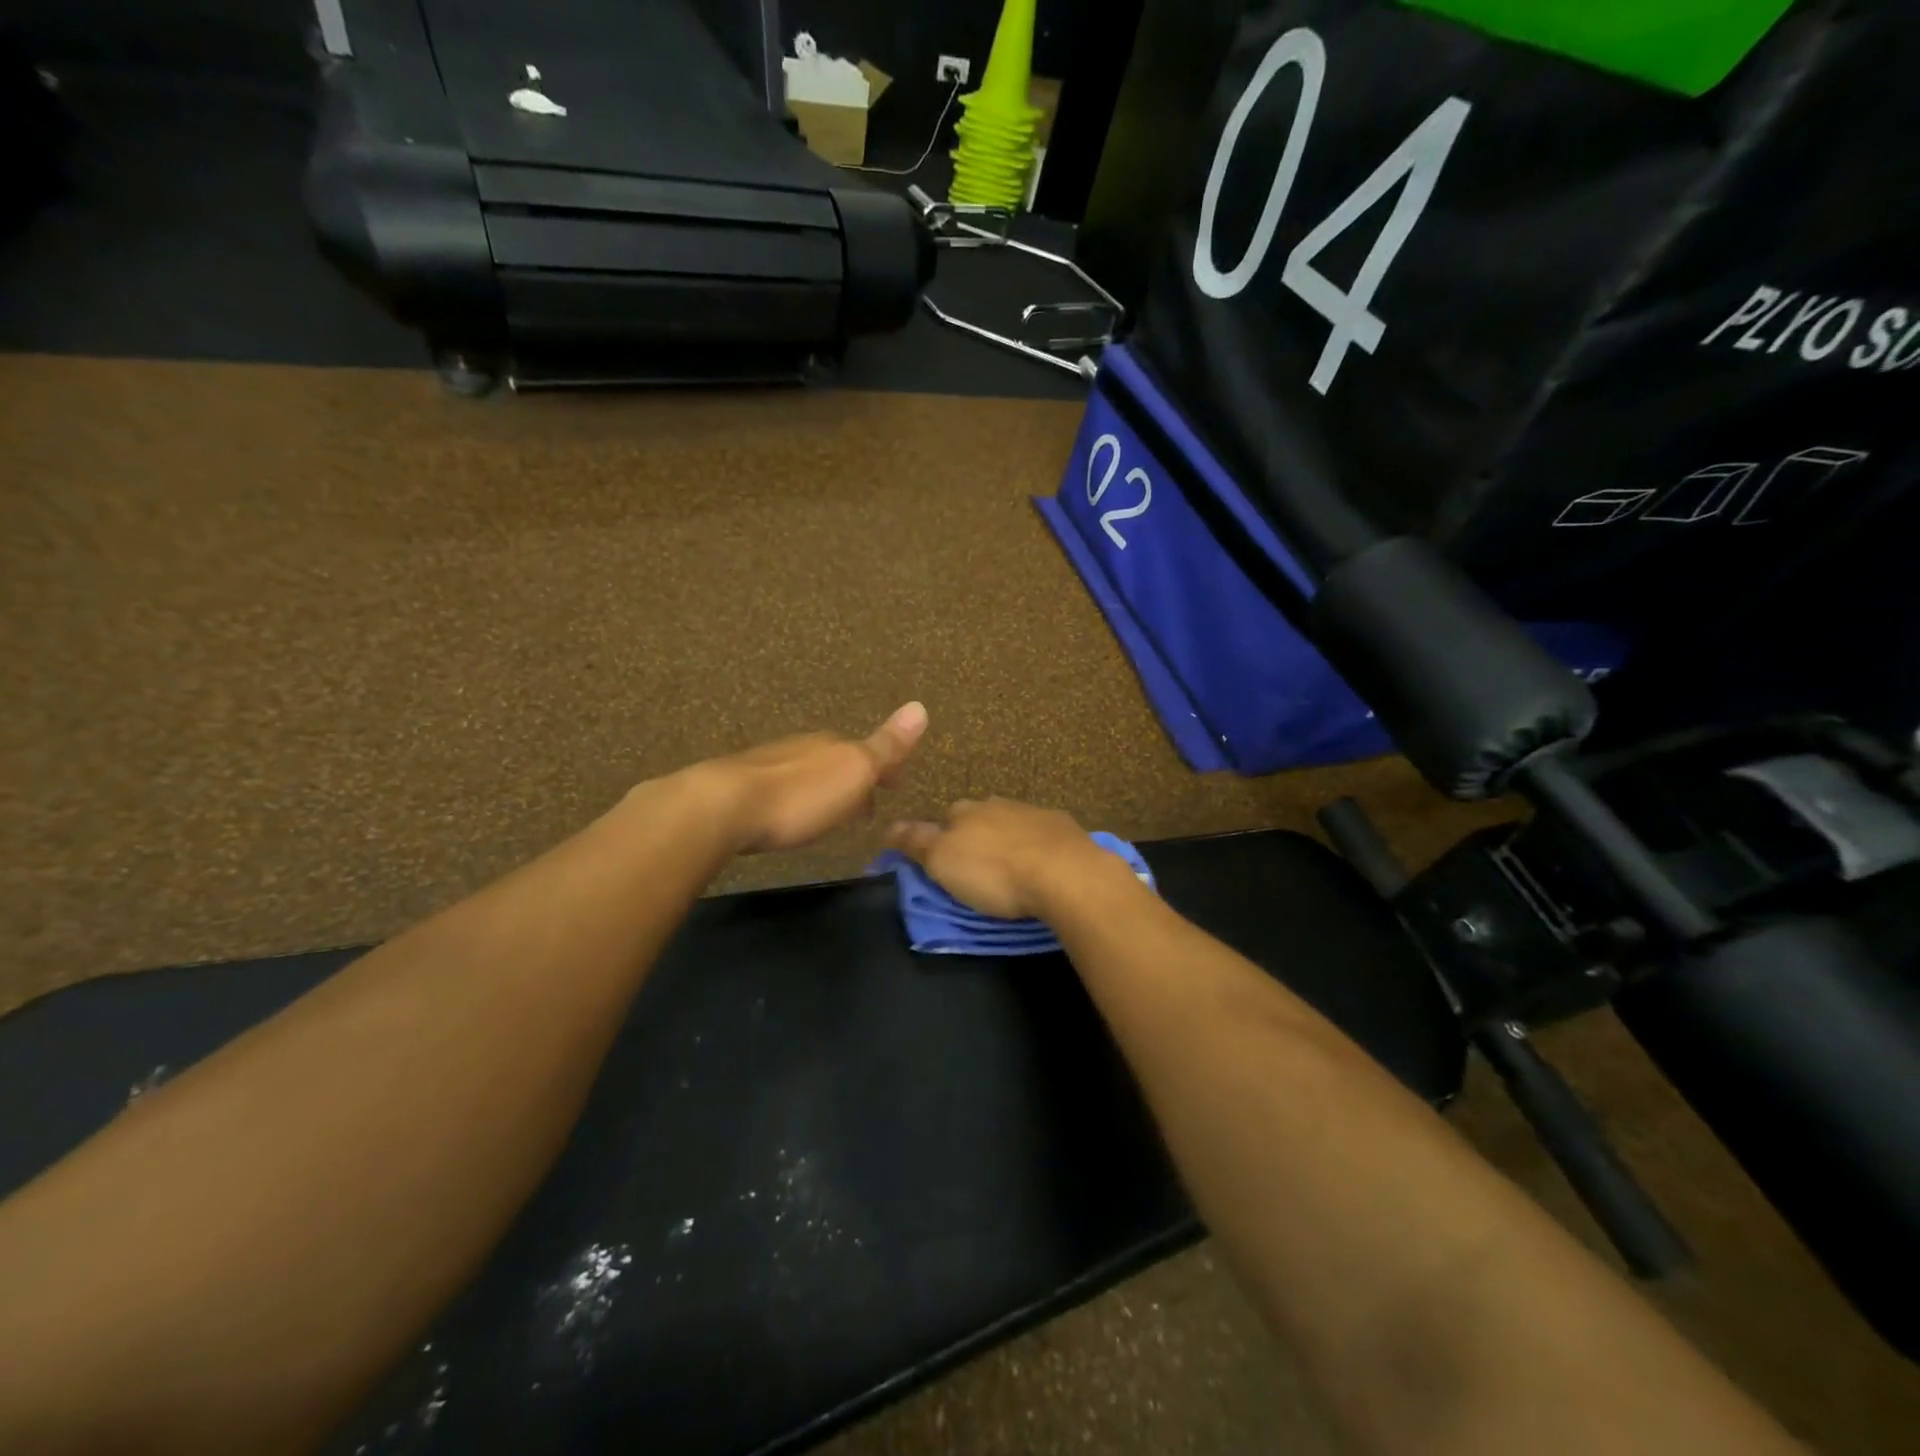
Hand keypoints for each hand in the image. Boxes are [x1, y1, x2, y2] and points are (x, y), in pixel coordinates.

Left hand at [696, 702, 927, 853]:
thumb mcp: (855, 771)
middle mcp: (804, 746)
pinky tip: (790, 815)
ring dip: (823, 790)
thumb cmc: (801, 795)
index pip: (869, 752)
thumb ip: (887, 745)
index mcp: (834, 744)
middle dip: (854, 781)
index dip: (885, 770)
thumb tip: (920, 706)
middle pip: (838, 762)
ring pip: (809, 773)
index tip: (896, 786)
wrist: (725, 806)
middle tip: (866, 807)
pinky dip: (796, 798)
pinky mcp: (743, 785)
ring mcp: (770, 763)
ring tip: (830, 814)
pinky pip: (782, 787)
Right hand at [884, 798, 1117, 920]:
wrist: (1065, 874)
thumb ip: (915, 841)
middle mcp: (997, 804)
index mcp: (965, 811)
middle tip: (976, 868)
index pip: (943, 818)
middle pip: (978, 818)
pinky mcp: (1064, 829)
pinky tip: (1043, 866)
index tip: (941, 862)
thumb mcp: (942, 861)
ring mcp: (1034, 813)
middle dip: (975, 837)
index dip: (939, 838)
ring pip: (1012, 823)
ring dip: (1008, 841)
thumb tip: (888, 826)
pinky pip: (1043, 835)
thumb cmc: (994, 872)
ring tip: (1010, 869)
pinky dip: (1039, 848)